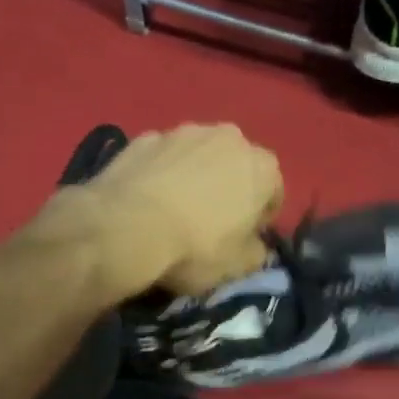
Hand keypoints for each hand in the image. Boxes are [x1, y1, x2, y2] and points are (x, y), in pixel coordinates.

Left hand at [49, 123, 282, 297]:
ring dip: (194, 177)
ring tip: (173, 211)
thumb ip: (257, 252)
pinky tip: (146, 201)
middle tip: (209, 224)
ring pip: (198, 157)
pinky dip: (161, 173)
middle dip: (228, 189)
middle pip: (236, 167)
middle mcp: (228, 137)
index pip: (273, 193)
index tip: (243, 239)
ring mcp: (183, 131)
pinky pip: (163, 158)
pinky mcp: (144, 137)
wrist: (124, 227)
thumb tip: (255, 245)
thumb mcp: (238, 266)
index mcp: (262, 166)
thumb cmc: (194, 247)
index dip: (260, 219)